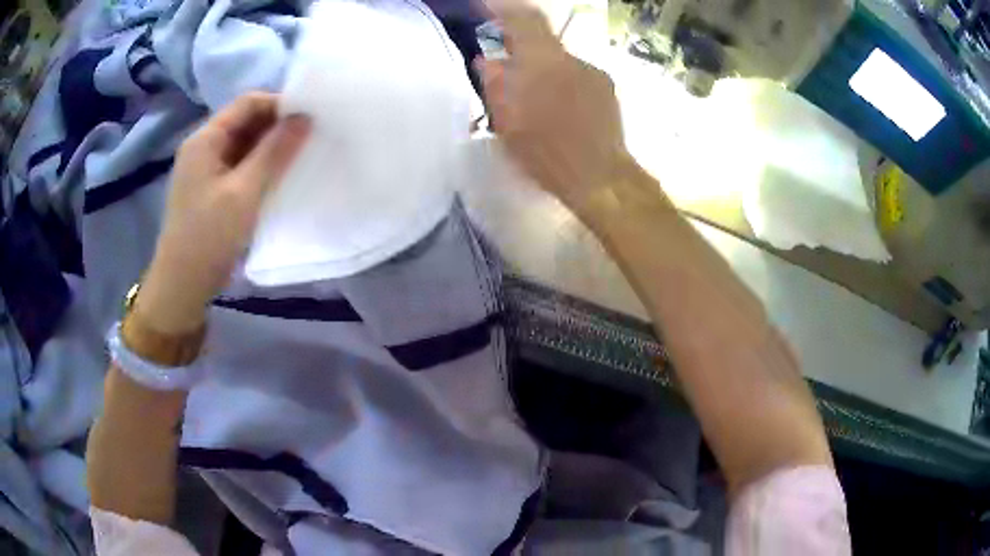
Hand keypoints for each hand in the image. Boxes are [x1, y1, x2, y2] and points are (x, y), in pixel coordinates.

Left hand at [137, 92, 310, 333]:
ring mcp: (205, 169)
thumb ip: (275, 152)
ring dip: (270, 147)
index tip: (310, 118)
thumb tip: (305, 117)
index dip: (279, 104)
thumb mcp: (244, 193)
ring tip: (299, 156)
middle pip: (245, 121)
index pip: (247, 103)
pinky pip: (239, 165)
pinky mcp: (210, 189)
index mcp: (205, 139)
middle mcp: (203, 147)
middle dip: (277, 126)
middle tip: (310, 138)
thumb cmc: (209, 237)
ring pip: (243, 144)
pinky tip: (278, 177)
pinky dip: (259, 166)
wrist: (182, 286)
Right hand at [477, 4, 631, 219]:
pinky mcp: (606, 88)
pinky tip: (558, 105)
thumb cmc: (547, 153)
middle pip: (542, 38)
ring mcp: (593, 72)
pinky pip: (576, 73)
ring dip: (541, 67)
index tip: (487, 6)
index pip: (524, 19)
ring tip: (533, 94)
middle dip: (520, 43)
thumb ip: (495, 84)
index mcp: (542, 62)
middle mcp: (571, 58)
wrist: (600, 177)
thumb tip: (486, 59)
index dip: (504, 8)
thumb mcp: (508, 122)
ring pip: (558, 58)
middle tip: (505, 59)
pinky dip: (560, 81)